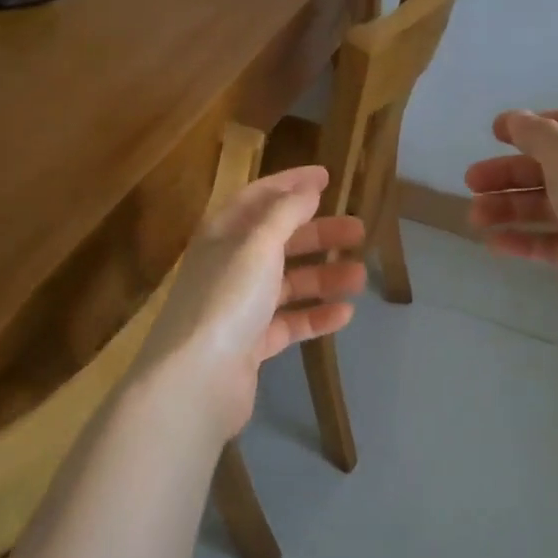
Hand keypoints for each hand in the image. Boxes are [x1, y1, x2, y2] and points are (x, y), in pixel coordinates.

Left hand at [142, 166, 366, 441]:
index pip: (259, 197)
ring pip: (288, 283)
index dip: (291, 184)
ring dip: (324, 276)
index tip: (327, 177)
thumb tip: (308, 188)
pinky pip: (289, 322)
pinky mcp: (250, 344)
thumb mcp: (258, 245)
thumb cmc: (227, 298)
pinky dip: (315, 316)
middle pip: (279, 240)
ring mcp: (239, 307)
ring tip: (360, 276)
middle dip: (319, 233)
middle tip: (359, 231)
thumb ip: (286, 213)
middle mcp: (229, 265)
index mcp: (223, 234)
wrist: (196, 380)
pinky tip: (345, 314)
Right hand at [465, 110, 557, 331]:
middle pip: (546, 169)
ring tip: (475, 219)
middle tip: (470, 183)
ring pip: (545, 207)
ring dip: (508, 208)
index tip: (492, 134)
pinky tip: (494, 244)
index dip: (527, 127)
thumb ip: (537, 135)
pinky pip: (550, 242)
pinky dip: (523, 240)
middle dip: (507, 174)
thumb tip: (515, 118)